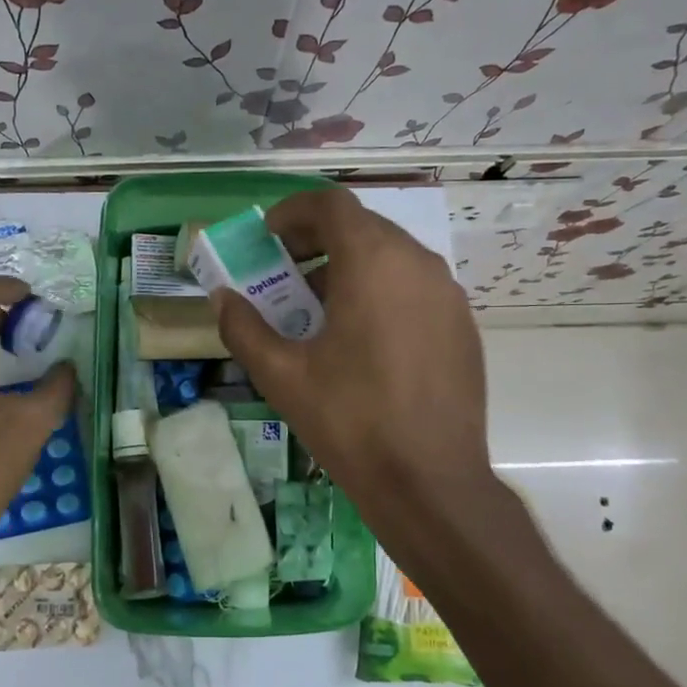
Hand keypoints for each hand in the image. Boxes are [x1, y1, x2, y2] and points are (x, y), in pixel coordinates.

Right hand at [213, 190, 494, 524]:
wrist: (430, 482)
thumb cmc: (350, 420)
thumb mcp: (281, 375)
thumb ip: (243, 327)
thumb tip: (222, 298)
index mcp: (373, 262)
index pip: (331, 205)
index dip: (293, 211)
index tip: (268, 237)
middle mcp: (418, 264)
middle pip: (362, 227)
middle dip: (318, 240)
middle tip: (286, 272)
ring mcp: (448, 294)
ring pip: (392, 257)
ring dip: (350, 266)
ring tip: (320, 308)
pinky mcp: (463, 325)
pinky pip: (415, 287)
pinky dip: (382, 291)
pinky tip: (364, 339)